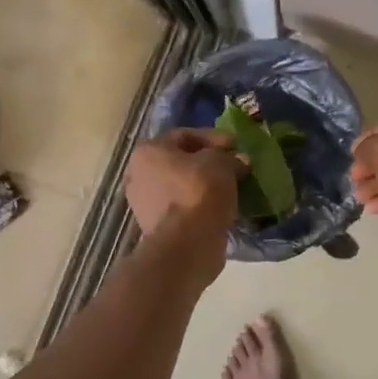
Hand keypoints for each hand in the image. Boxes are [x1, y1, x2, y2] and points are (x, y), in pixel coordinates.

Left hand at [124, 130, 247, 280]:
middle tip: (232, 166)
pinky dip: (198, 204)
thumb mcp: (222, 164)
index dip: (214, 138)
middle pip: (179, 161)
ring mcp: (142, 202)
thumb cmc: (200, 191)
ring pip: (179, 185)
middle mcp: (138, 174)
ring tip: (228, 187)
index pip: (185, 135)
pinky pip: (180, 206)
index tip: (235, 146)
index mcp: (148, 151)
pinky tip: (218, 206)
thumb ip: (230, 158)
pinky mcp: (153, 226)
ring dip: (203, 184)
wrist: (187, 243)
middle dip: (207, 162)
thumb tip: (239, 161)